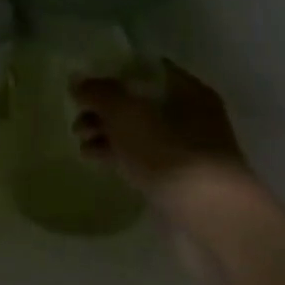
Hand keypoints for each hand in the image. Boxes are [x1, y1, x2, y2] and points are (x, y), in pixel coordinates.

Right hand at [71, 60, 248, 195]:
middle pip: (137, 101)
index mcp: (186, 90)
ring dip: (105, 131)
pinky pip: (138, 156)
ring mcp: (183, 148)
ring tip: (79, 139)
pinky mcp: (174, 177)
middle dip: (104, 107)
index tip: (85, 80)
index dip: (113, 71)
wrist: (208, 215)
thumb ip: (98, 92)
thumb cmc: (169, 152)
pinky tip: (91, 157)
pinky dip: (115, 154)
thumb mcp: (125, 113)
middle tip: (77, 115)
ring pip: (135, 130)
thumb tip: (76, 80)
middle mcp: (189, 115)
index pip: (145, 69)